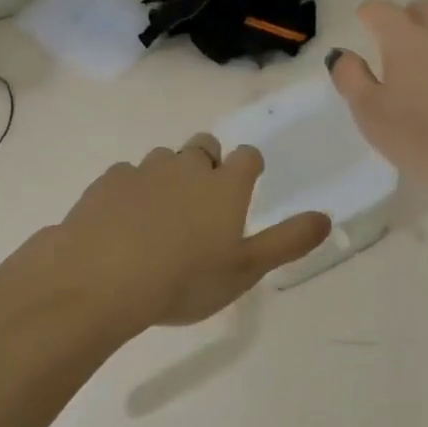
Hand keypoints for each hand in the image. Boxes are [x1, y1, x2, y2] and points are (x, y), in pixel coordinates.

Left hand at [52, 135, 329, 328]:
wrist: (101, 280)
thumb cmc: (184, 279)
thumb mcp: (245, 270)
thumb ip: (288, 242)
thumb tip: (327, 218)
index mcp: (225, 186)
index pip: (248, 156)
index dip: (250, 167)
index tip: (246, 184)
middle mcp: (187, 167)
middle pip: (205, 146)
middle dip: (209, 163)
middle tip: (204, 201)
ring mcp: (144, 171)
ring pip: (164, 158)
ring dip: (169, 175)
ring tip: (162, 214)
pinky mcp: (107, 182)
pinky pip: (127, 175)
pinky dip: (132, 190)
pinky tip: (124, 221)